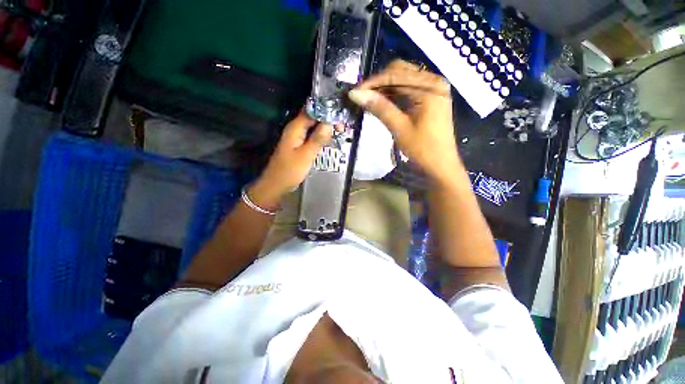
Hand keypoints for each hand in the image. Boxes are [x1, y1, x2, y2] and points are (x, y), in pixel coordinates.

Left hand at [249, 111, 332, 209]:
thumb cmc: (290, 171)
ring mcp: (297, 137)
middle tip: (343, 124)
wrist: (277, 184)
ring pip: (313, 126)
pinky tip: (330, 138)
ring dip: (326, 127)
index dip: (326, 111)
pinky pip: (312, 135)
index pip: (312, 110)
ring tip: (340, 129)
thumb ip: (317, 139)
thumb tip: (330, 123)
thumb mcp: (306, 155)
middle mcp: (296, 129)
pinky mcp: (300, 145)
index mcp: (295, 128)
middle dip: (328, 119)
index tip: (340, 116)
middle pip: (313, 117)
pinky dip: (321, 135)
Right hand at [348, 60, 462, 184]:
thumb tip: (356, 94)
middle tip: (362, 97)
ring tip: (369, 100)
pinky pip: (409, 90)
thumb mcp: (399, 128)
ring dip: (385, 88)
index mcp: (429, 87)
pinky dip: (394, 95)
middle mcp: (434, 81)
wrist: (440, 166)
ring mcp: (434, 89)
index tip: (355, 93)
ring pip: (404, 80)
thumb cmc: (422, 149)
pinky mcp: (431, 99)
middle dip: (379, 83)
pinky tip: (383, 103)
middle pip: (401, 72)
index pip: (395, 75)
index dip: (373, 82)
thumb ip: (379, 108)